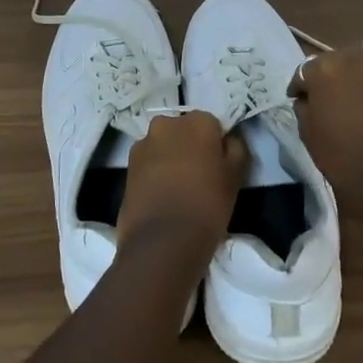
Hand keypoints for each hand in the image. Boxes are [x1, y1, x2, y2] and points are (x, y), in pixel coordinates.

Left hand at [119, 110, 246, 255]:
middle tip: (199, 176)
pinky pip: (148, 162)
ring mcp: (143, 143)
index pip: (211, 125)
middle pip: (183, 130)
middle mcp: (167, 124)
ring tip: (178, 189)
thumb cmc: (207, 205)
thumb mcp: (235, 177)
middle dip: (190, 146)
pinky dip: (154, 172)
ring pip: (163, 145)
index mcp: (197, 121)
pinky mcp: (127, 165)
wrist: (163, 240)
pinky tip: (161, 196)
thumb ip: (236, 149)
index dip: (215, 146)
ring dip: (170, 158)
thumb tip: (228, 140)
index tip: (218, 167)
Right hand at [289, 41, 362, 214]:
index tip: (302, 98)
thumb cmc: (340, 157)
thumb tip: (308, 98)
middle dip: (336, 73)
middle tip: (338, 94)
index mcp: (323, 69)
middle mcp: (354, 57)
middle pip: (340, 58)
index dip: (303, 86)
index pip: (306, 70)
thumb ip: (304, 106)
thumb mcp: (306, 132)